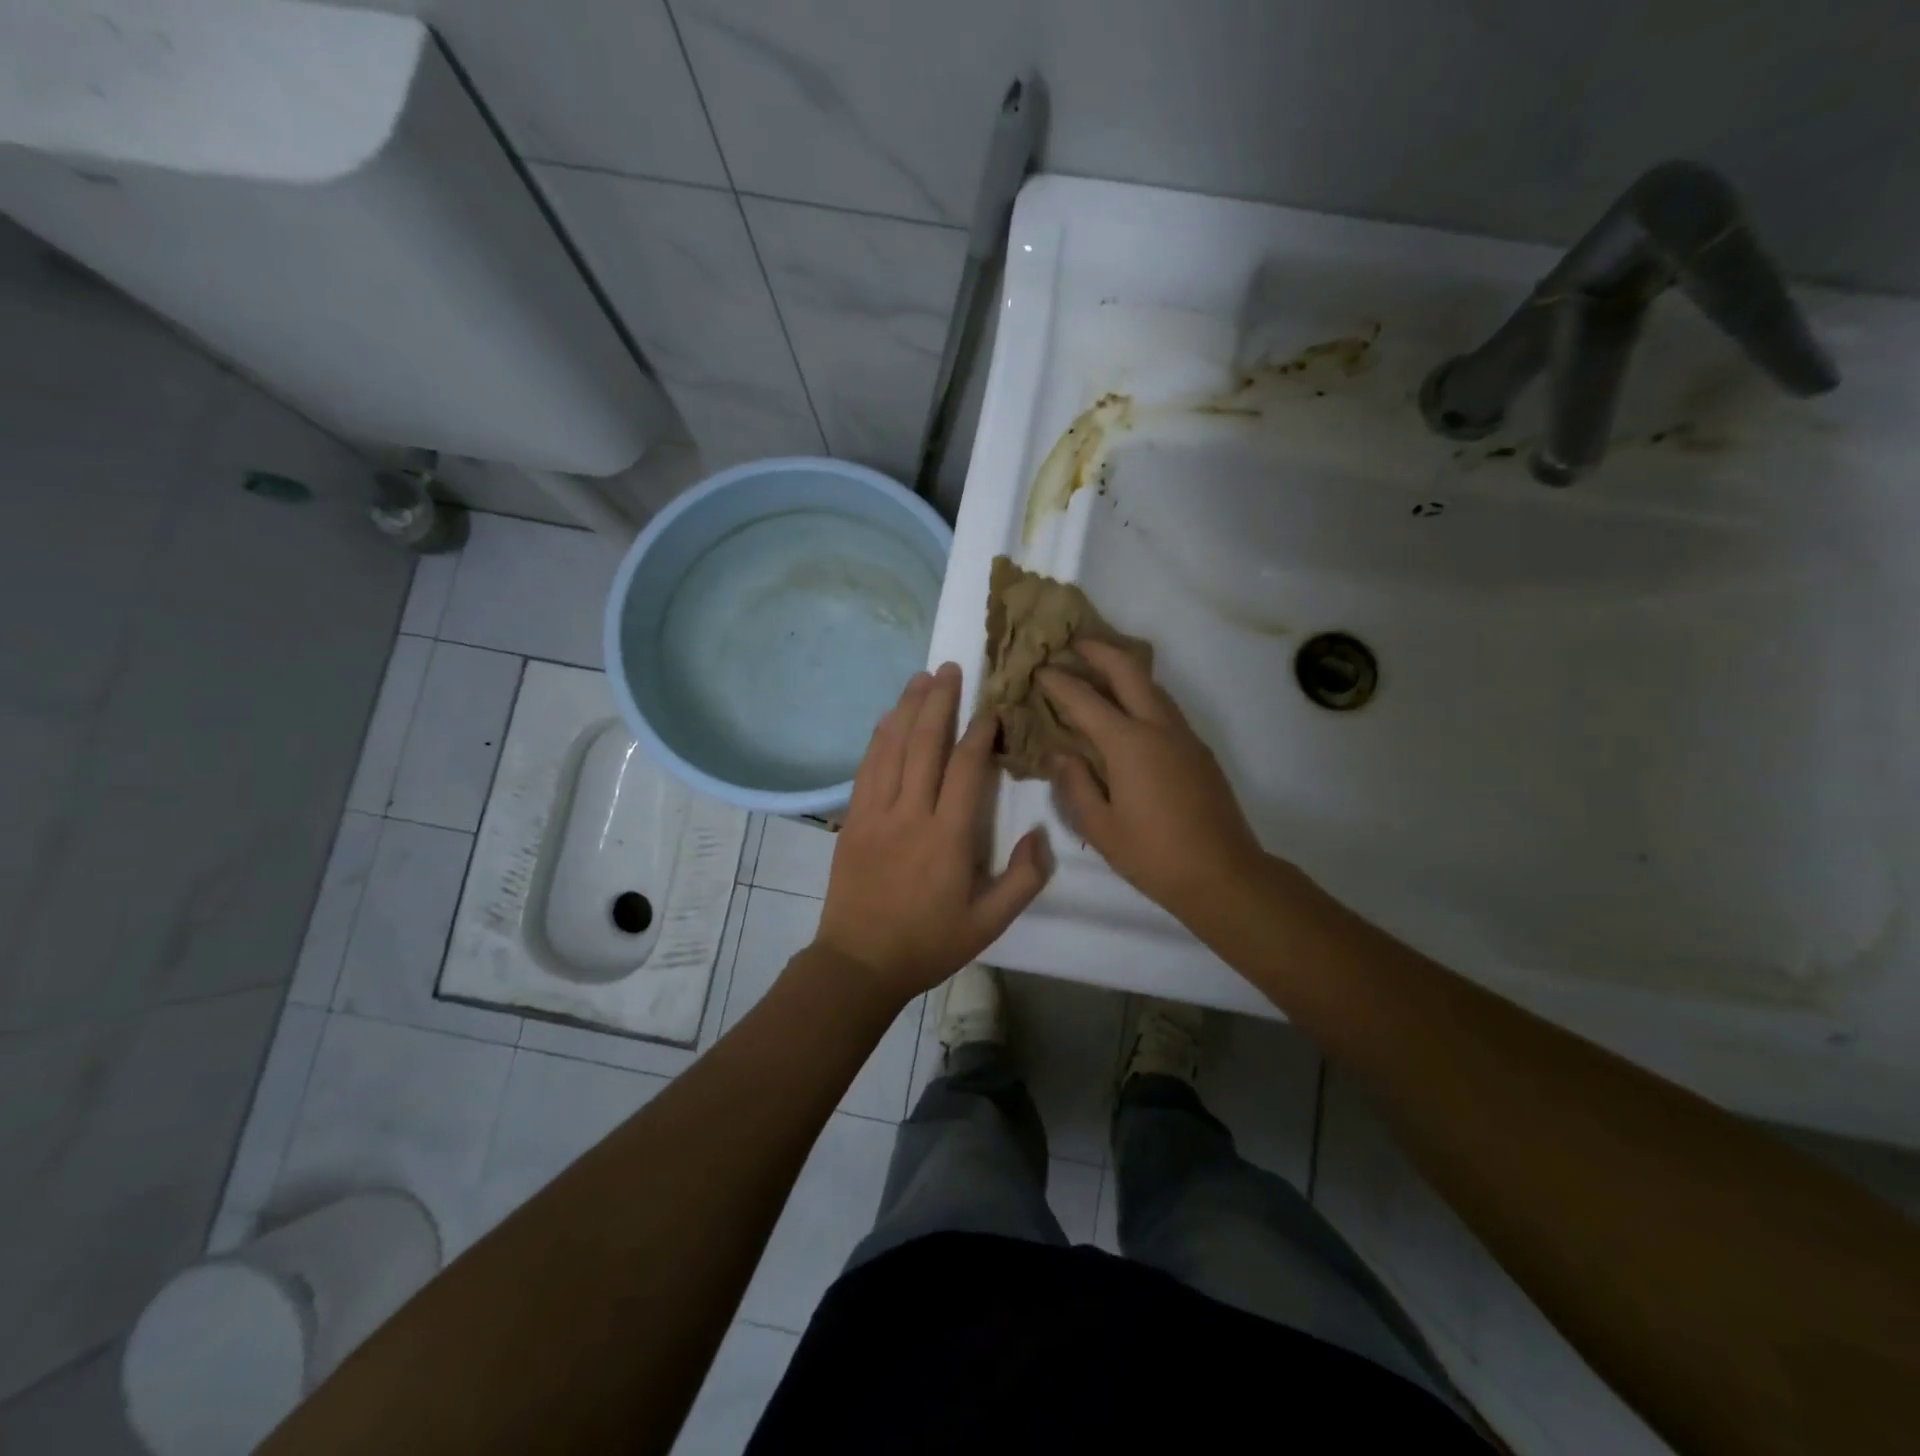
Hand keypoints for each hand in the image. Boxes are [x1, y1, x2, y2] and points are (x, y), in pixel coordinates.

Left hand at [816, 662, 1051, 1001]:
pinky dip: (879, 737)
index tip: (991, 709)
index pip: (965, 768)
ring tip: (921, 678)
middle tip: (950, 668)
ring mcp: (875, 813)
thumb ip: (1024, 879)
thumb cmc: (929, 943)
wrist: (859, 963)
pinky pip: (866, 767)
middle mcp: (909, 814)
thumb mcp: (990, 923)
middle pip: (924, 744)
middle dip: (939, 702)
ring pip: (892, 748)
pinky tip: (888, 717)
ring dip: (907, 708)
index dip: (979, 732)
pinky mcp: (852, 819)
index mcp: (948, 838)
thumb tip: (1041, 833)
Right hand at [1039, 640, 1265, 924]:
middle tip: (1072, 643)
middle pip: (1128, 670)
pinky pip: (1164, 707)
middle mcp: (1158, 727)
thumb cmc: (1153, 855)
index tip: (1038, 669)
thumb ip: (1075, 785)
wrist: (1223, 874)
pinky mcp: (1198, 749)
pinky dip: (1140, 694)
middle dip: (1098, 650)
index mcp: (1129, 744)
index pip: (1085, 700)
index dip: (1058, 682)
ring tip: (1097, 668)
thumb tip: (1060, 754)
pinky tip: (1127, 709)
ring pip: (1152, 685)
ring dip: (1123, 669)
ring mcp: (1184, 735)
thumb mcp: (1100, 827)